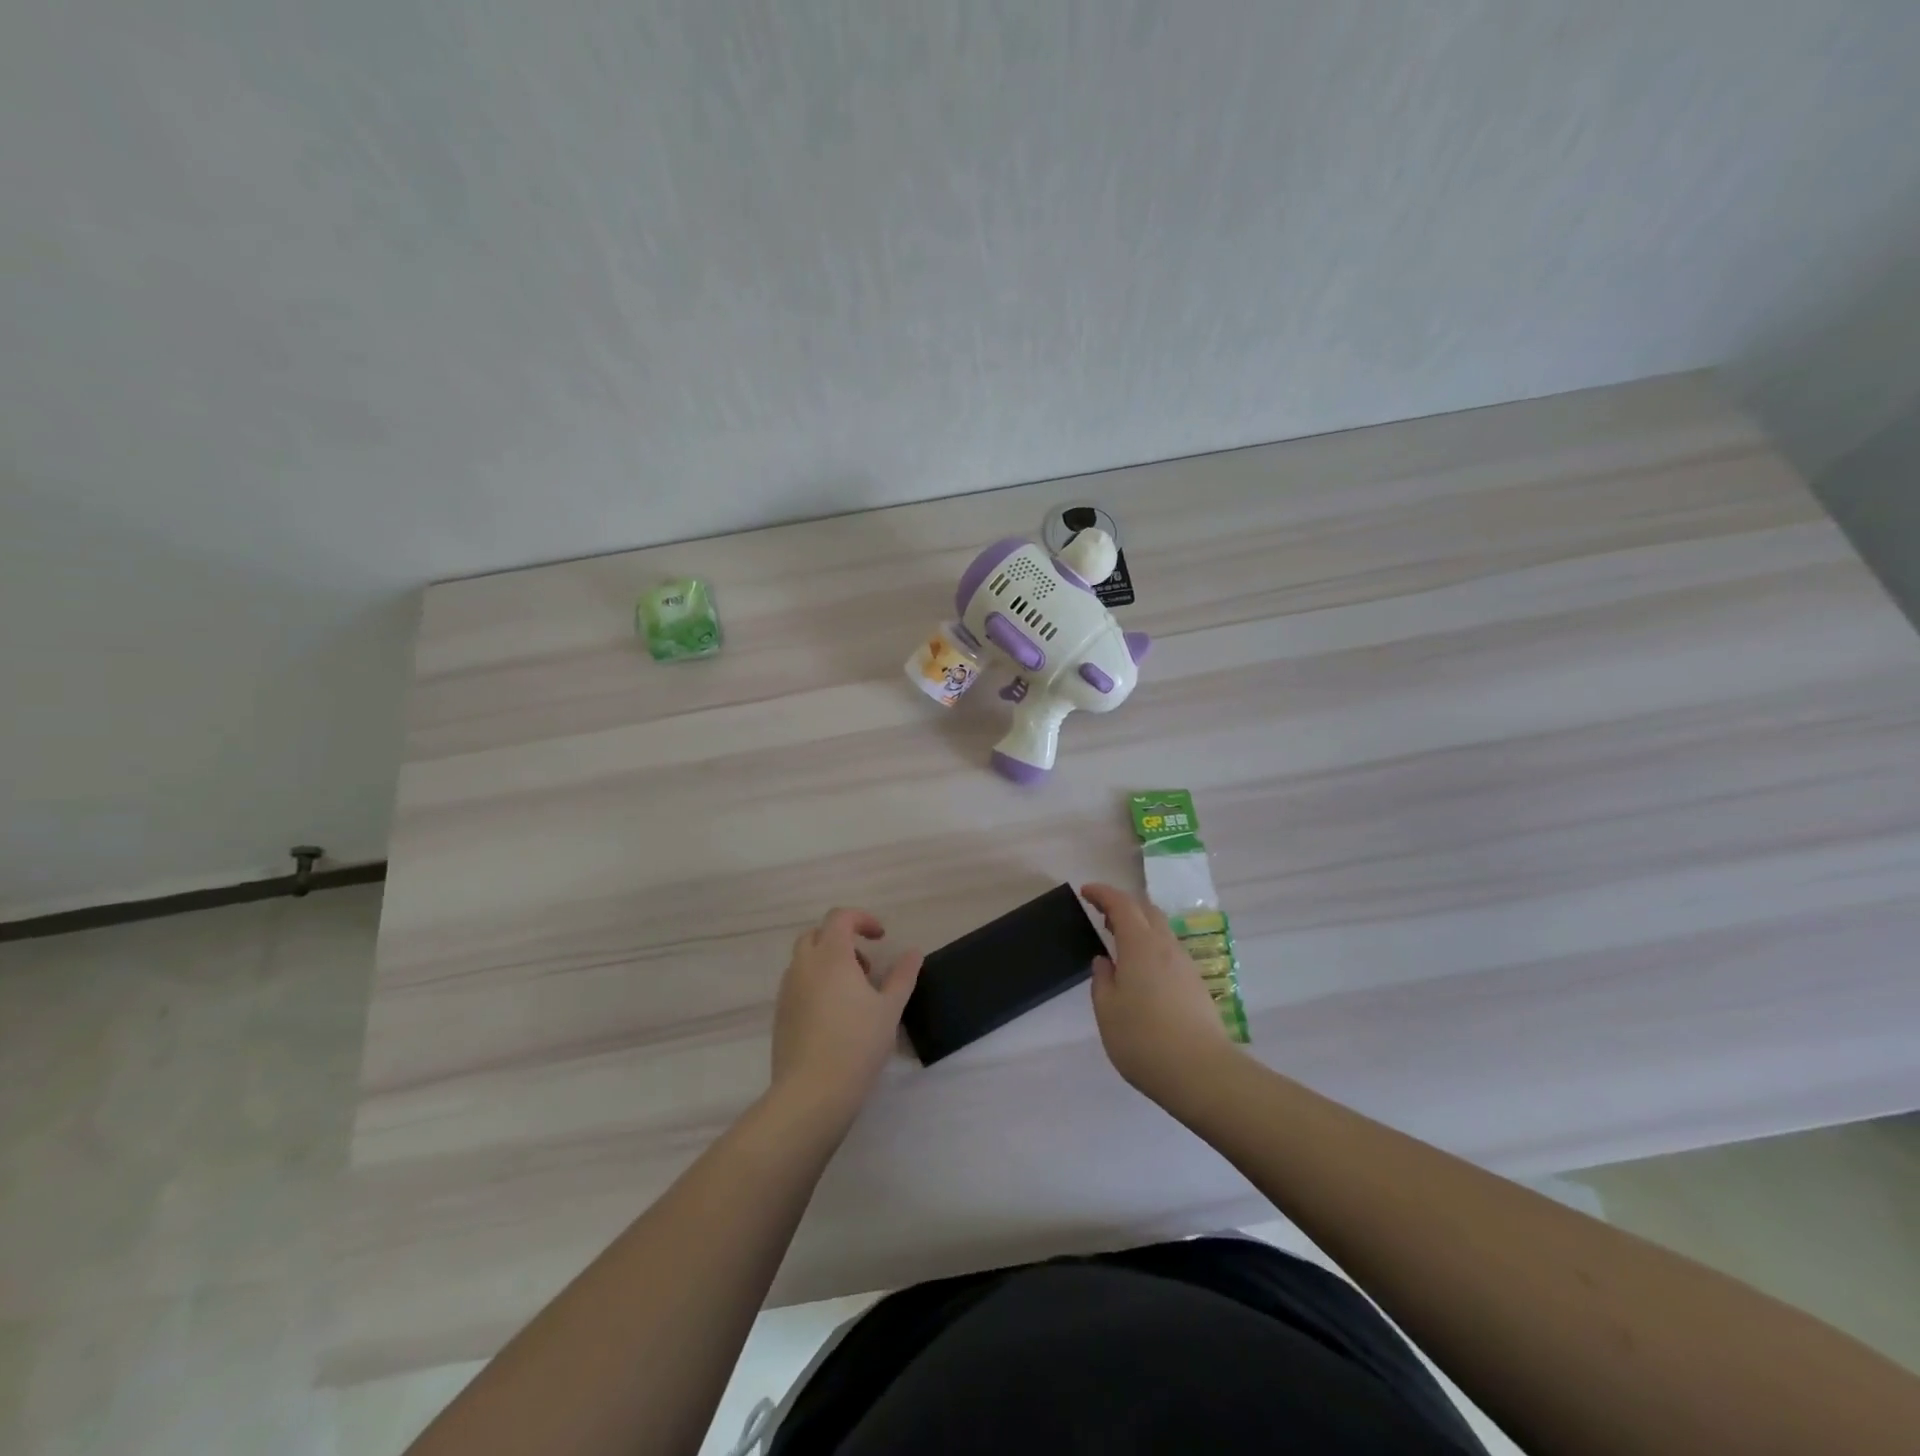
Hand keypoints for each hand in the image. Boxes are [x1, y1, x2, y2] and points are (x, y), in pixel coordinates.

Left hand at [770, 908, 922, 1128]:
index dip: (862, 919)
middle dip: (842, 940)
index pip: (840, 917)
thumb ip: (902, 976)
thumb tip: (913, 953)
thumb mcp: (890, 1009)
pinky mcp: (780, 1014)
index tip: (881, 937)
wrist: (811, 1092)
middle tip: (866, 967)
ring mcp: (787, 990)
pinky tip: (835, 1016)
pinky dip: (816, 984)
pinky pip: (797, 984)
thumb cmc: (857, 1044)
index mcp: (830, 956)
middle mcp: (804, 966)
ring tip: (854, 994)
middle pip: (817, 934)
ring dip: (828, 963)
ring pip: (805, 960)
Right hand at [1081, 883, 1235, 1105]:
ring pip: (1161, 931)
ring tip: (1120, 941)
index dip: (1102, 893)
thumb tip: (1105, 962)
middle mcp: (1166, 947)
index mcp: (1140, 945)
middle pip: (1146, 911)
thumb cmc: (1143, 1039)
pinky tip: (1142, 970)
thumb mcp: (1107, 1011)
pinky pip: (1170, 952)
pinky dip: (1151, 946)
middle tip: (1102, 915)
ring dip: (1139, 926)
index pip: (1121, 904)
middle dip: (1123, 905)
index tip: (1085, 891)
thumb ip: (1102, 980)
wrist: (1202, 1073)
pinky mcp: (1196, 986)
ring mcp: (1185, 966)